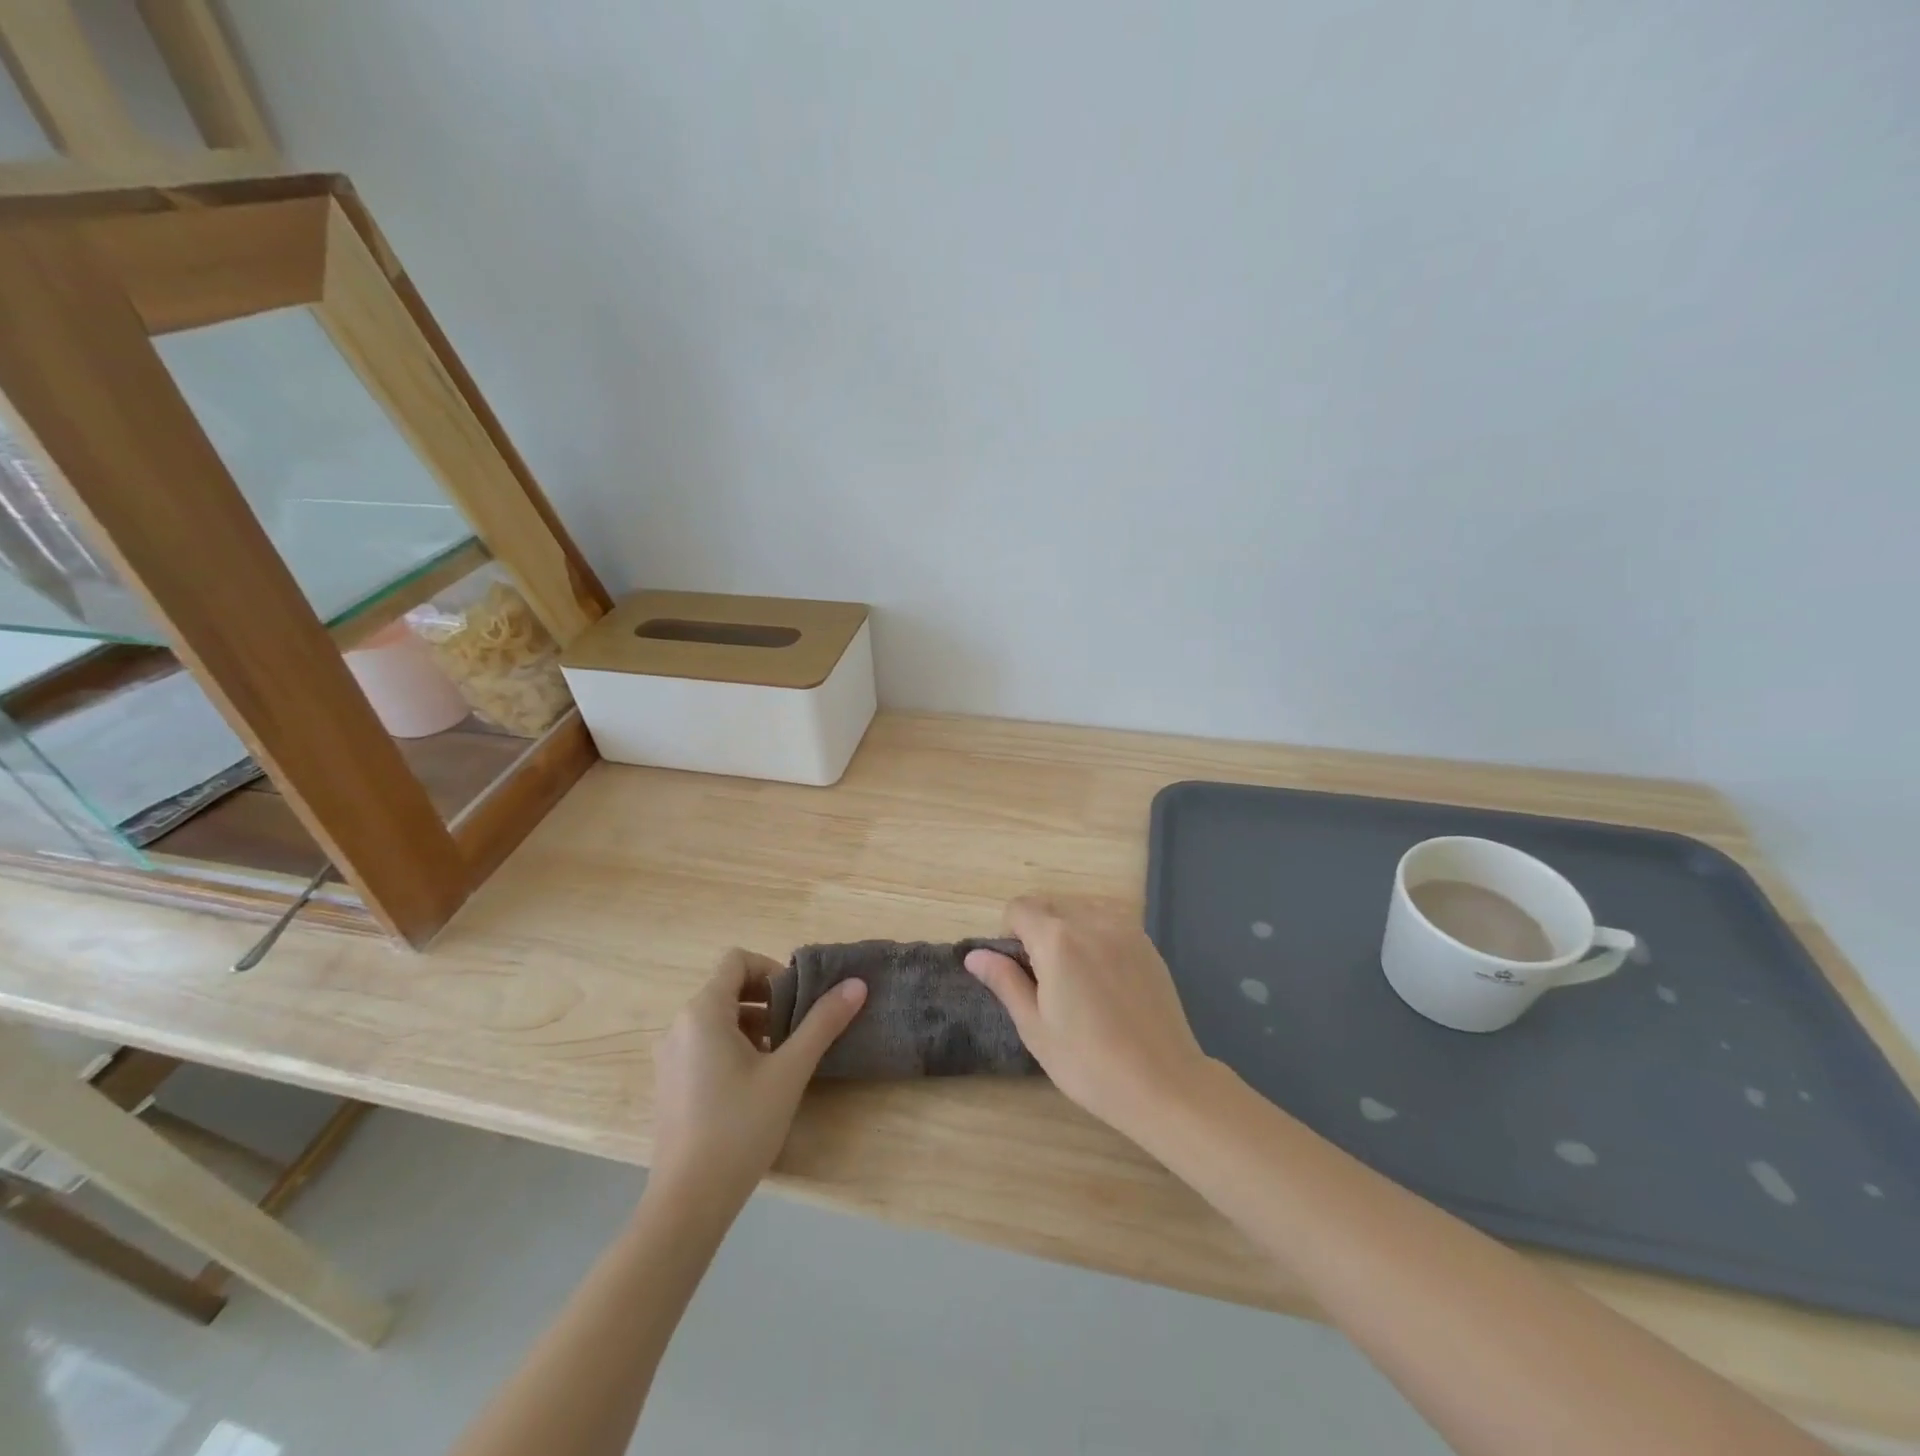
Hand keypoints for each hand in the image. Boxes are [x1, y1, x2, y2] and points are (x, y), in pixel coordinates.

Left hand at [650, 948, 866, 1207]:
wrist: (687, 1202)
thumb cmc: (740, 1127)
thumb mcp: (790, 1071)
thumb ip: (823, 1023)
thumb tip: (856, 984)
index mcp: (703, 1012)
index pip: (736, 960)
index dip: (771, 969)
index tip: (797, 999)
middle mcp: (679, 1026)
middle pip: (727, 989)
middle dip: (766, 1000)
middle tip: (796, 1028)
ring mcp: (668, 1057)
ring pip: (716, 1019)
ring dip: (752, 1025)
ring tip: (781, 1058)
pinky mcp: (669, 1084)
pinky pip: (703, 1045)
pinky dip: (731, 1047)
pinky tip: (754, 1085)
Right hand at [965, 896, 1211, 1140]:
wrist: (1164, 1083)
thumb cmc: (1089, 1063)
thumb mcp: (1035, 1027)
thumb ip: (1005, 981)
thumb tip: (975, 955)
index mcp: (1057, 940)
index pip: (1019, 908)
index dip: (1008, 933)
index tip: (1018, 970)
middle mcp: (1091, 921)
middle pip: (1049, 904)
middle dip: (1036, 928)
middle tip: (1044, 977)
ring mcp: (1124, 929)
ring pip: (1080, 908)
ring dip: (1067, 928)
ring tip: (1075, 976)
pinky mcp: (1147, 943)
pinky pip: (1109, 921)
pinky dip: (1095, 934)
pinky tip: (1104, 978)